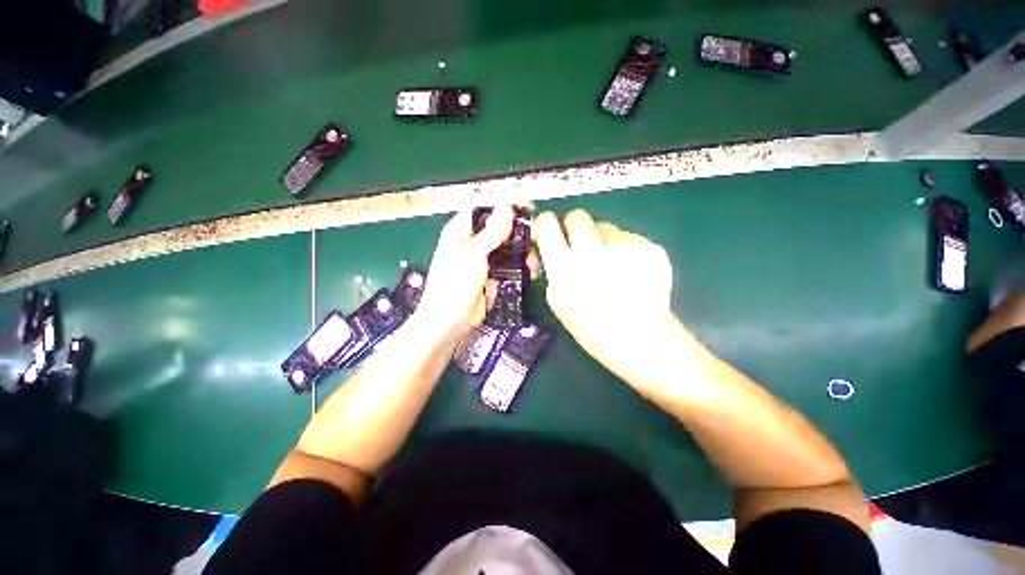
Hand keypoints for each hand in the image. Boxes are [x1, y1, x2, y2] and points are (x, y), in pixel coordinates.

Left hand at [412, 205, 536, 345]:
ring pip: (508, 247)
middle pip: (500, 228)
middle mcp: (472, 242)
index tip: (527, 207)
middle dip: (519, 231)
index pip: (485, 209)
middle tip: (537, 236)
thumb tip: (507, 205)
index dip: (505, 205)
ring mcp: (483, 260)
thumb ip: (492, 231)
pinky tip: (531, 271)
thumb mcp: (473, 254)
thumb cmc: (455, 284)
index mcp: (461, 231)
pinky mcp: (492, 275)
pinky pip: (510, 265)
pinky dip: (521, 266)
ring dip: (523, 251)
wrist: (450, 322)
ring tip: (533, 260)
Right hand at [534, 209, 683, 392]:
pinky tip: (631, 272)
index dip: (547, 224)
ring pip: (606, 227)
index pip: (548, 222)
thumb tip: (549, 248)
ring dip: (603, 241)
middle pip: (577, 216)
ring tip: (611, 266)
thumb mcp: (558, 302)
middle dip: (575, 228)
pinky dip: (626, 250)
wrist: (641, 339)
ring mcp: (624, 245)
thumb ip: (552, 270)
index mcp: (565, 265)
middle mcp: (592, 249)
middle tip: (581, 247)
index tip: (550, 232)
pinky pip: (629, 238)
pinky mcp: (649, 247)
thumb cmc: (592, 327)